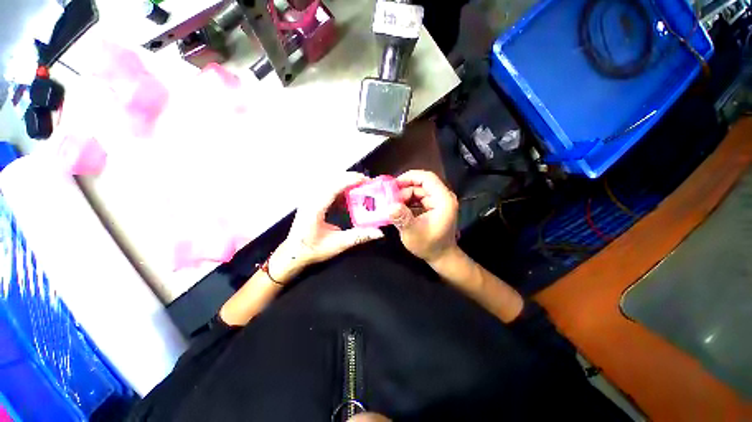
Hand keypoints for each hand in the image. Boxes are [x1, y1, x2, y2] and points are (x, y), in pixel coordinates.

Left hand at [283, 172, 384, 267]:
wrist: (294, 253)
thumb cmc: (312, 249)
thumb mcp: (337, 244)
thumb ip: (359, 237)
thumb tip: (378, 232)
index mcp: (315, 208)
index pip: (333, 187)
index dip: (350, 181)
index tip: (365, 180)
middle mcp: (311, 199)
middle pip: (332, 180)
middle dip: (351, 179)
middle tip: (367, 183)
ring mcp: (310, 198)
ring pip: (330, 182)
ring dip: (346, 182)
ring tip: (361, 187)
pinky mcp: (312, 200)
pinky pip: (328, 188)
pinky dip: (340, 188)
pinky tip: (348, 196)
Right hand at [388, 170, 458, 263]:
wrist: (441, 257)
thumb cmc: (429, 245)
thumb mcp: (413, 233)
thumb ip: (402, 218)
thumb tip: (390, 206)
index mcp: (443, 200)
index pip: (427, 178)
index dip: (409, 177)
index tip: (393, 185)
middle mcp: (443, 197)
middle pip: (421, 184)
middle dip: (404, 189)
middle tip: (389, 198)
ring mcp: (439, 201)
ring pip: (418, 190)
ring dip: (404, 196)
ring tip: (392, 205)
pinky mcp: (434, 206)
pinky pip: (419, 198)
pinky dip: (408, 201)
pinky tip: (398, 208)